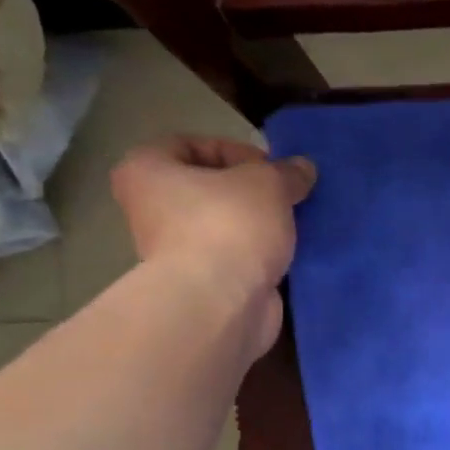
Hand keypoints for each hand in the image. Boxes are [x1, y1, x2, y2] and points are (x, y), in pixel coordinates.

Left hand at [110, 135, 315, 352]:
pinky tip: (288, 257)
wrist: (221, 305)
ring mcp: (175, 253)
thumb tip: (303, 168)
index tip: (270, 169)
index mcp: (146, 171)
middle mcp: (151, 211)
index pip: (188, 145)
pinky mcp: (203, 287)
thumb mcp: (268, 184)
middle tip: (286, 198)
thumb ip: (287, 173)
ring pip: (224, 228)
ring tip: (293, 227)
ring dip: (258, 227)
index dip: (234, 151)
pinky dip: (260, 258)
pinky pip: (236, 261)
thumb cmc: (229, 226)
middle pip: (208, 190)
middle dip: (250, 193)